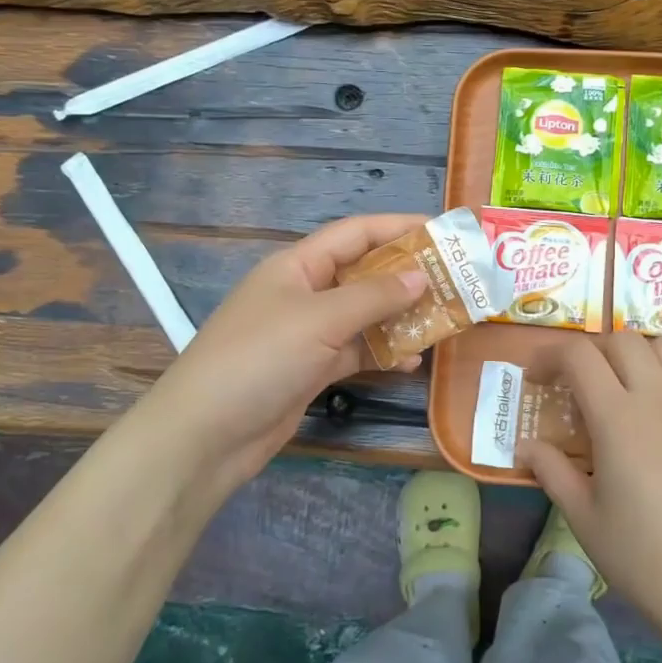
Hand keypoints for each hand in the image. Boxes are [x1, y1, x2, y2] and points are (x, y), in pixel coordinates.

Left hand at [129, 214, 428, 498]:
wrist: (206, 435)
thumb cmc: (260, 359)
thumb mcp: (320, 319)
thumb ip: (374, 296)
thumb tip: (421, 277)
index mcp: (298, 265)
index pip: (356, 233)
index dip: (399, 227)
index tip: (443, 232)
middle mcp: (305, 292)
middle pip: (364, 273)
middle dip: (407, 275)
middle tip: (455, 280)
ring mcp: (308, 333)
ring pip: (364, 314)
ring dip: (401, 316)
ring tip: (444, 320)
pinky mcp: (312, 369)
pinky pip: (357, 351)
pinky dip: (383, 353)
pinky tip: (411, 362)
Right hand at [519, 333, 661, 649]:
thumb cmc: (640, 556)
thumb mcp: (582, 516)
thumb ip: (550, 470)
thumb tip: (525, 446)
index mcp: (618, 417)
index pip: (579, 355)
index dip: (548, 355)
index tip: (533, 378)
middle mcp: (658, 400)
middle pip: (622, 340)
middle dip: (590, 350)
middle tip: (572, 382)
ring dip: (635, 353)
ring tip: (619, 383)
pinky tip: (661, 407)